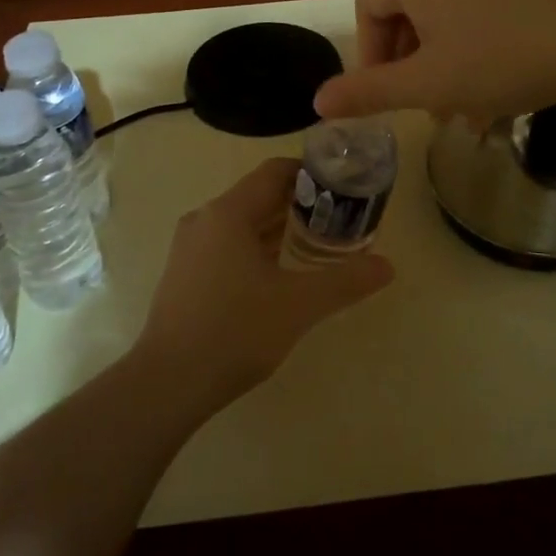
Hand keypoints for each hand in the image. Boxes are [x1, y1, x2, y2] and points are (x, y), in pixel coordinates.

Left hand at [136, 158, 392, 401]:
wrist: (167, 383)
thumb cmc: (234, 331)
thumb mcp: (298, 305)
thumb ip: (345, 281)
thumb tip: (388, 266)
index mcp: (228, 212)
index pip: (275, 172)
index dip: (311, 174)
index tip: (343, 189)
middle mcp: (205, 219)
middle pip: (259, 196)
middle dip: (300, 205)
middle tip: (339, 221)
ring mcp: (190, 247)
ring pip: (242, 223)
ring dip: (279, 229)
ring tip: (317, 246)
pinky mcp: (184, 273)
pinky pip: (227, 245)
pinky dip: (257, 249)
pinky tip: (279, 276)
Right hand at [314, 0, 555, 121]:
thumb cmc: (500, 57)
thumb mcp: (427, 83)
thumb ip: (368, 91)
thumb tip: (316, 102)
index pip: (367, 12)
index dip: (370, 61)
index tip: (387, 100)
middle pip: (406, 12)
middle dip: (412, 66)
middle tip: (427, 107)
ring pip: (444, 16)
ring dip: (445, 64)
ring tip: (466, 111)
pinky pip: (477, 8)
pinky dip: (475, 47)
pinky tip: (497, 89)